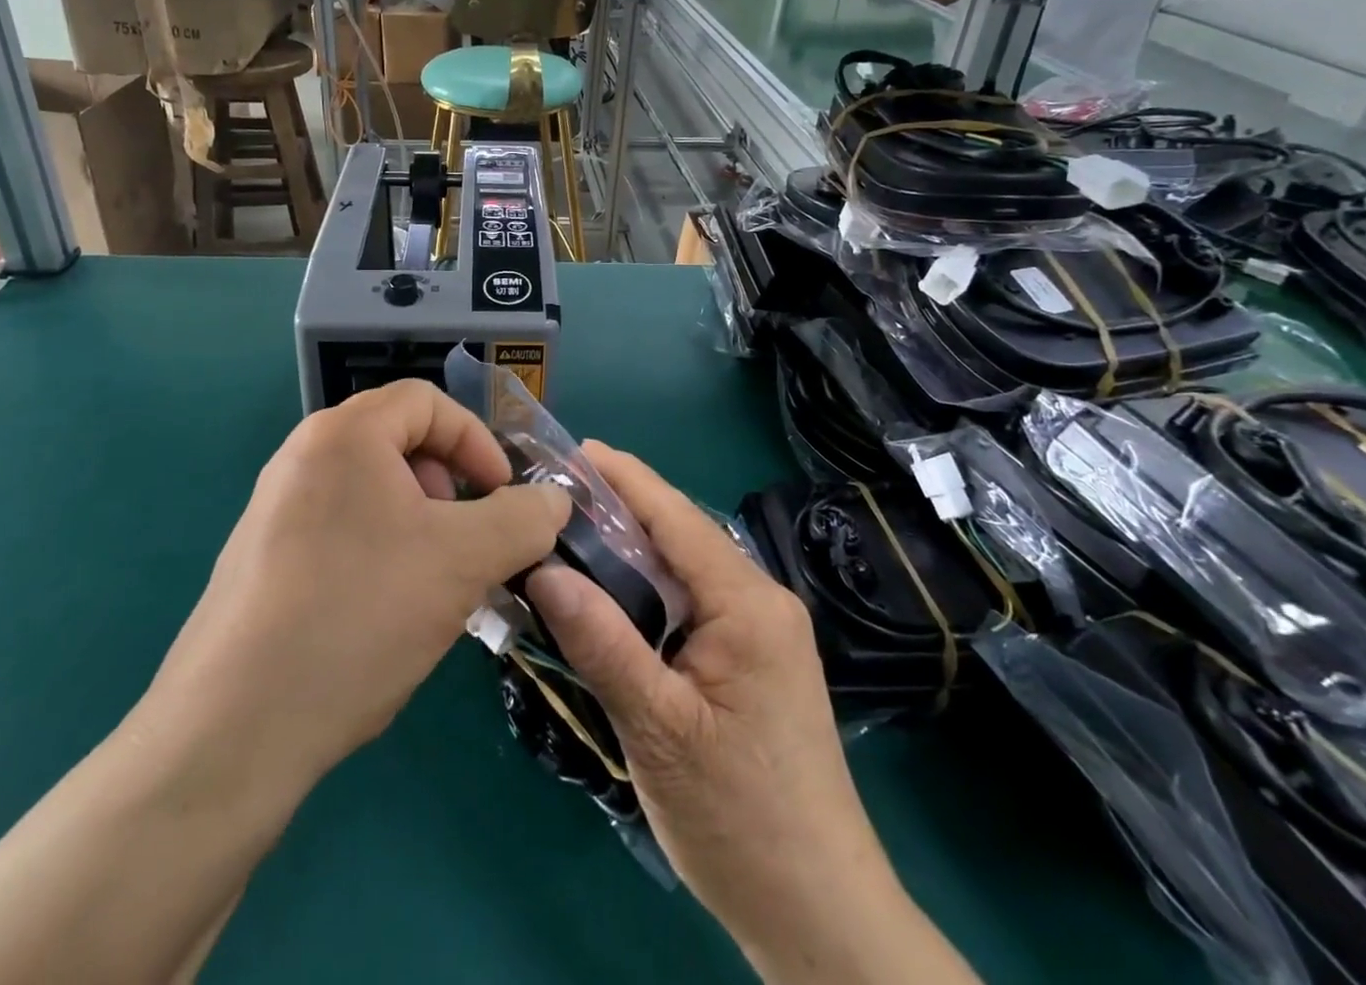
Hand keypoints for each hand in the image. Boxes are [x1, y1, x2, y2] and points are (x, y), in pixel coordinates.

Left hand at [140, 380, 570, 799]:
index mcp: (343, 434)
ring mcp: (274, 509)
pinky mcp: (261, 560)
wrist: (231, 732)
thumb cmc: (358, 616)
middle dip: (449, 485)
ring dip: (420, 524)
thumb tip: (555, 499)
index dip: (477, 441)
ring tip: (434, 583)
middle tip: (466, 541)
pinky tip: (386, 615)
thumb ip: (523, 519)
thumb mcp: (463, 561)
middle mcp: (301, 457)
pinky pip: (339, 530)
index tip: (501, 497)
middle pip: (398, 443)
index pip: (428, 401)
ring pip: (372, 492)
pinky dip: (380, 552)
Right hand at [528, 444, 970, 984]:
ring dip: (632, 548)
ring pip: (685, 569)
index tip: (571, 449)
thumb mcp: (659, 729)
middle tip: (554, 496)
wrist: (820, 916)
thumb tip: (544, 570)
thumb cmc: (741, 819)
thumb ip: (602, 643)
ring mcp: (761, 632)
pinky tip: (611, 593)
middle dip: (621, 507)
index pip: (675, 516)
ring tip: (570, 533)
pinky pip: (692, 602)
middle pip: (680, 535)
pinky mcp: (753, 661)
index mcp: (748, 603)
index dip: (623, 477)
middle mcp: (761, 601)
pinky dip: (648, 587)